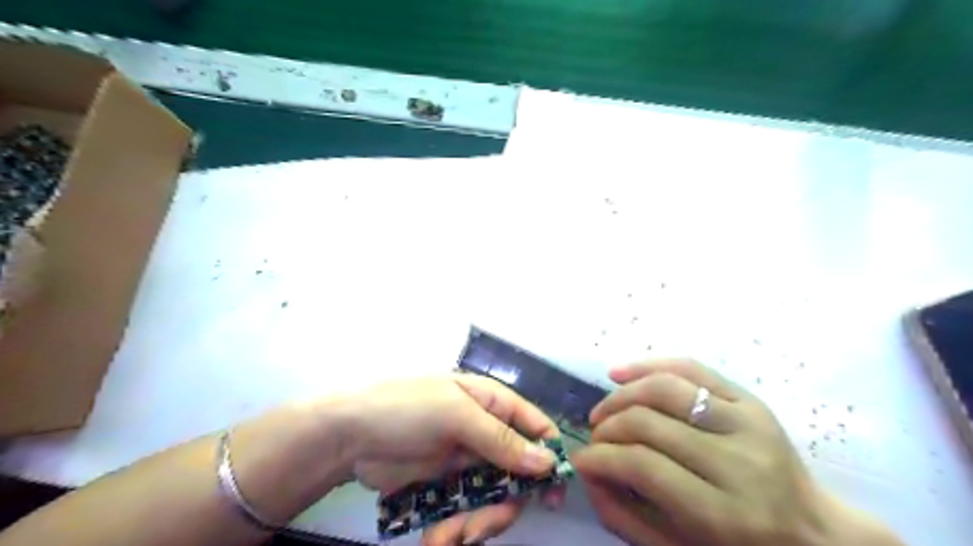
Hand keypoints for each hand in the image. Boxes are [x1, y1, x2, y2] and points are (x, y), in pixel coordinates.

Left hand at [345, 376, 566, 545]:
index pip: (535, 427)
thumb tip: (547, 462)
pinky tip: (436, 539)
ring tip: (449, 537)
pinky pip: (466, 512)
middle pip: (516, 474)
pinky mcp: (446, 486)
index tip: (551, 496)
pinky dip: (455, 529)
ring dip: (476, 523)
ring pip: (493, 499)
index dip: (548, 458)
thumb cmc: (406, 410)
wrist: (349, 436)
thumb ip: (500, 439)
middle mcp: (484, 431)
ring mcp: (465, 461)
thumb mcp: (455, 414)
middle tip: (478, 529)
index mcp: (491, 403)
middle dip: (503, 505)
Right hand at [571, 361, 900, 545]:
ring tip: (604, 411)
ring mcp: (748, 422)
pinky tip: (619, 373)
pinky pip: (689, 368)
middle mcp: (739, 462)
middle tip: (594, 438)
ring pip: (665, 388)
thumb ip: (624, 517)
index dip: (601, 458)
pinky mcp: (750, 399)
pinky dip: (648, 366)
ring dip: (621, 396)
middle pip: (649, 423)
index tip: (580, 460)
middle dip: (608, 428)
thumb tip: (587, 472)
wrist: (814, 535)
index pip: (643, 465)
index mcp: (725, 514)